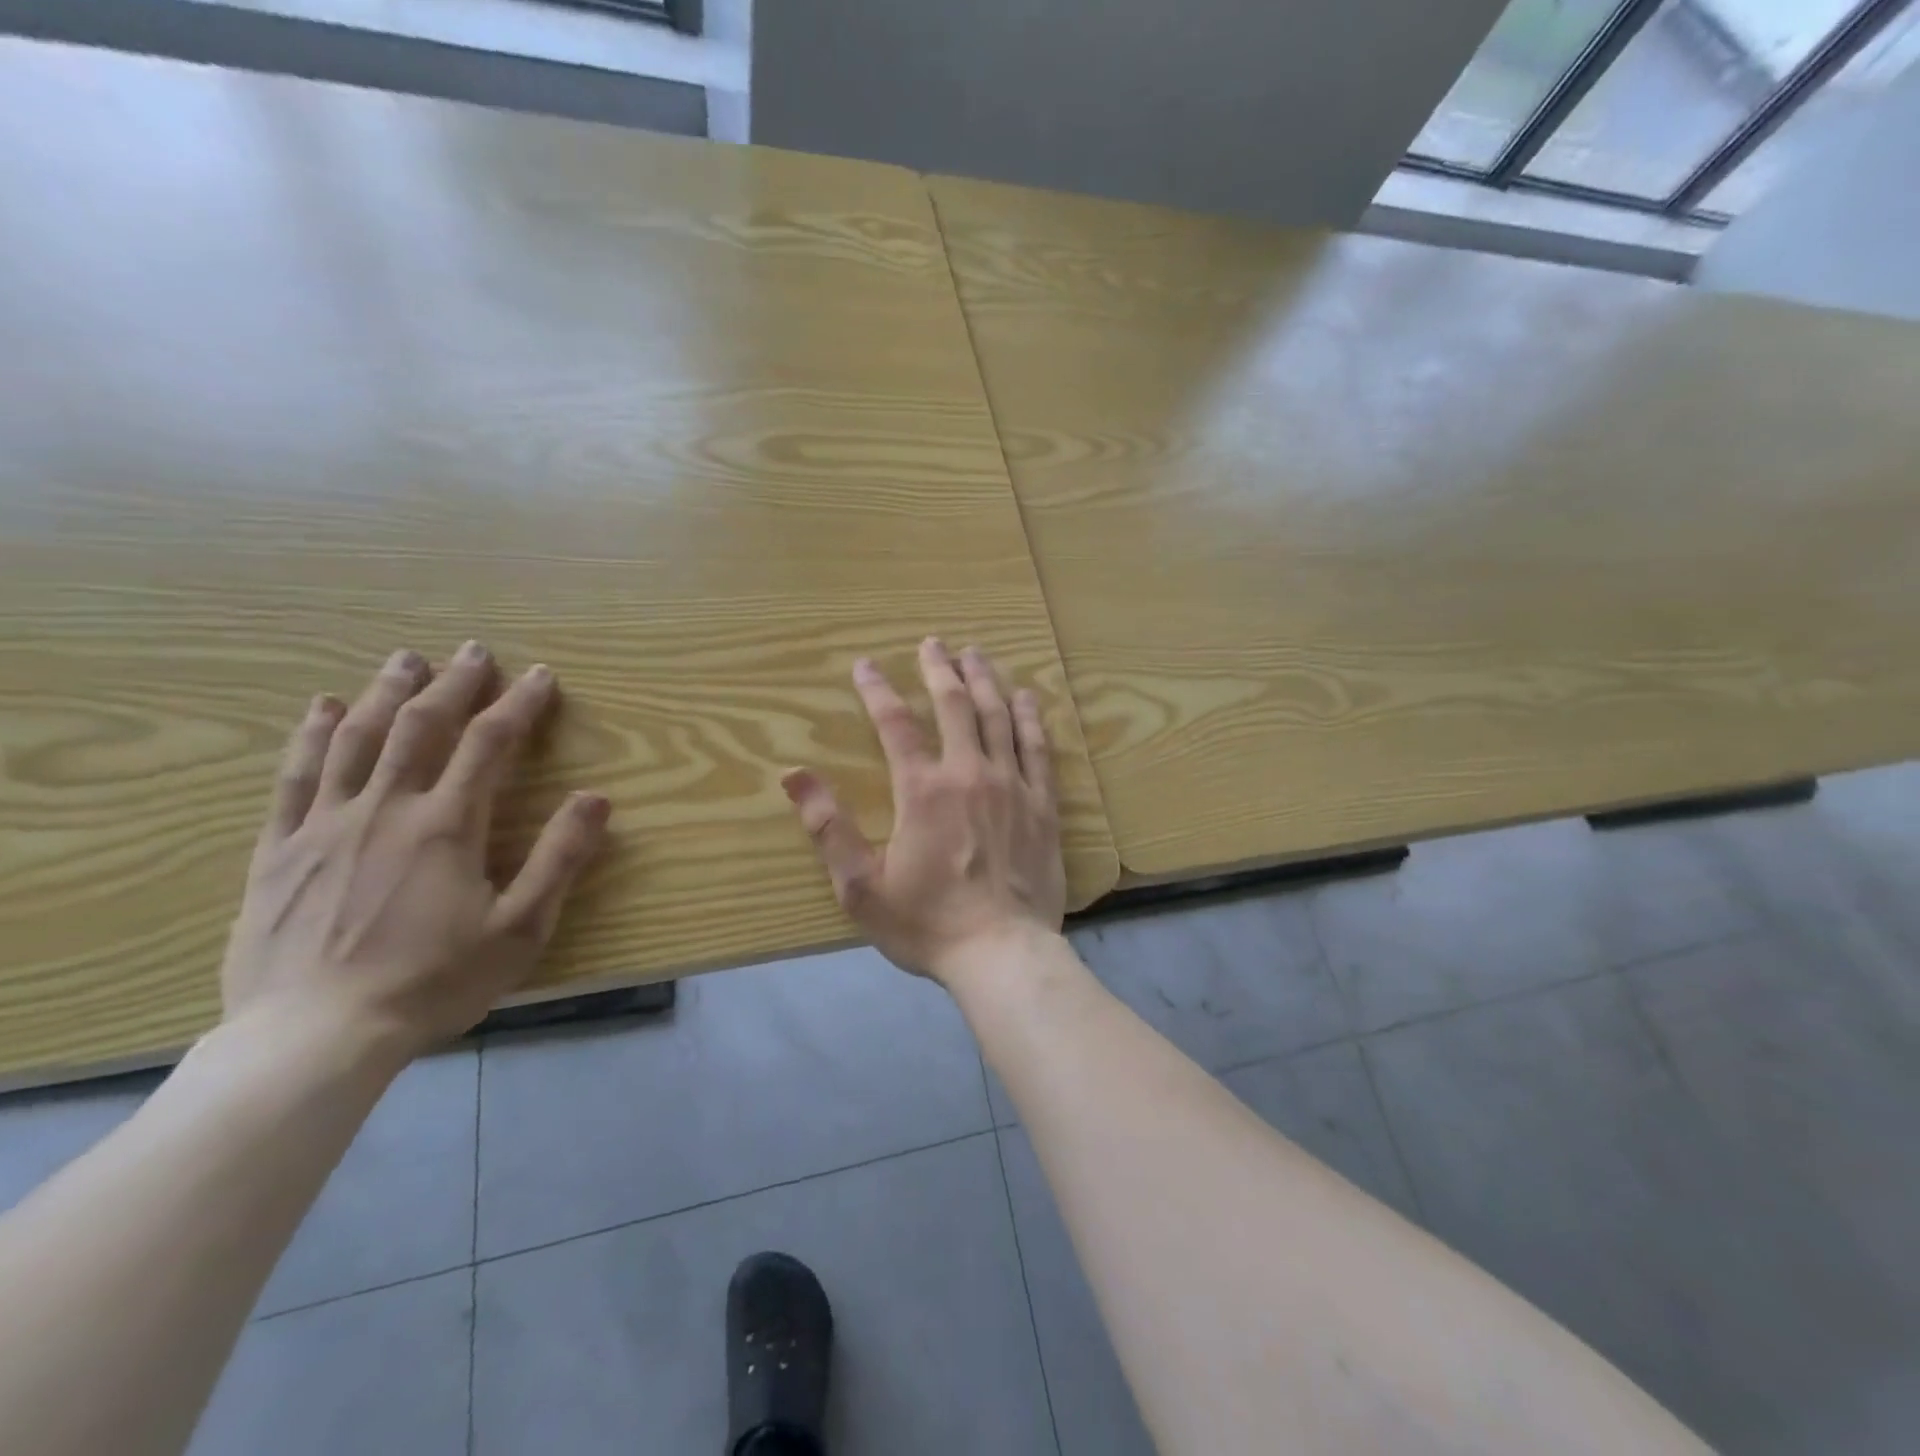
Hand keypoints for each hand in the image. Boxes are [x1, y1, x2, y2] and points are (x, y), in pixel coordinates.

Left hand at [221, 642, 609, 1062]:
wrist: (312, 1038)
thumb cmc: (432, 982)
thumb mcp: (520, 928)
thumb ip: (560, 858)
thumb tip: (596, 798)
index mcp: (447, 825)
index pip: (490, 743)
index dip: (519, 704)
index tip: (541, 676)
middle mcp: (385, 808)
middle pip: (422, 726)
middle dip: (454, 683)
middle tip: (473, 651)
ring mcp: (325, 825)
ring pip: (356, 738)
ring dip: (386, 692)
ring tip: (405, 660)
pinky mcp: (278, 850)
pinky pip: (294, 777)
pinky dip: (310, 735)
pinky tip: (323, 707)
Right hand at [781, 638, 1066, 985]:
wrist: (1001, 953)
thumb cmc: (927, 924)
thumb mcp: (860, 886)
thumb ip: (828, 828)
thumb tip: (793, 775)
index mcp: (922, 791)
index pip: (895, 724)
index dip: (877, 690)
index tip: (865, 665)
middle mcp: (969, 774)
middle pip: (955, 705)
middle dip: (940, 669)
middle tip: (933, 643)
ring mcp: (1012, 785)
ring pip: (999, 716)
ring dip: (984, 680)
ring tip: (975, 654)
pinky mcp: (1043, 804)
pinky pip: (1038, 748)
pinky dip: (1030, 717)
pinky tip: (1027, 696)